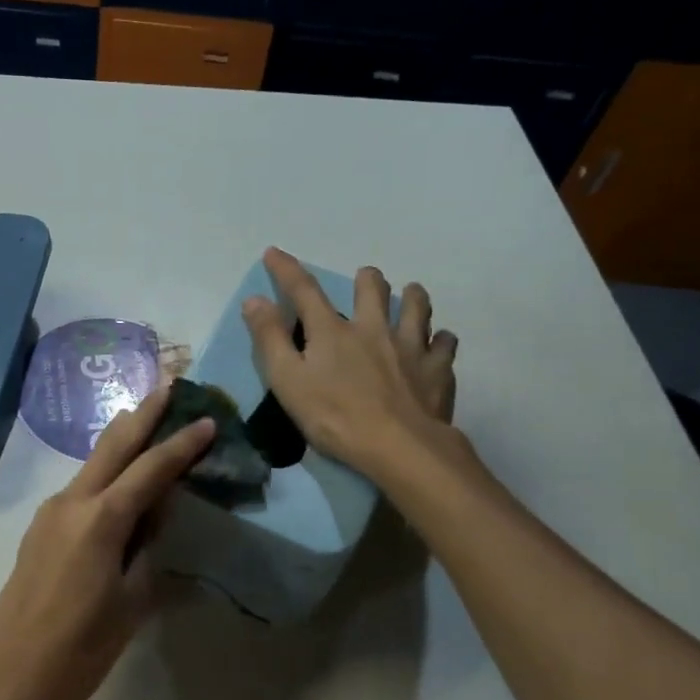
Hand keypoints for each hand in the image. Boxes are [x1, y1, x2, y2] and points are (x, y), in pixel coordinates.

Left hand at [0, 385, 213, 699]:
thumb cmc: (81, 647)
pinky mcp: (41, 527)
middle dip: (143, 415)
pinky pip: (82, 488)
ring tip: (148, 420)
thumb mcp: (131, 600)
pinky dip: (106, 473)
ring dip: (122, 440)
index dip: (182, 445)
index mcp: (101, 519)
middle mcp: (73, 502)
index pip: (151, 470)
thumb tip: (155, 511)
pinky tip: (121, 480)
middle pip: (113, 446)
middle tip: (169, 387)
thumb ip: (146, 546)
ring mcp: (51, 512)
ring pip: (94, 463)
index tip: (207, 420)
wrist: (11, 672)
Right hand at [241, 246, 461, 482]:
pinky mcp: (438, 370)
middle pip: (373, 288)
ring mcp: (411, 346)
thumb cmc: (334, 417)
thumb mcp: (287, 380)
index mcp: (332, 332)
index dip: (286, 269)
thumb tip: (254, 300)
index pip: (303, 290)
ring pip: (417, 307)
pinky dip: (440, 340)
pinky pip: (445, 344)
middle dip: (367, 278)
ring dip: (412, 297)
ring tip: (410, 295)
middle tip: (365, 279)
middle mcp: (373, 328)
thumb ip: (270, 339)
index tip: (274, 252)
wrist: (399, 447)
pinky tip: (438, 344)